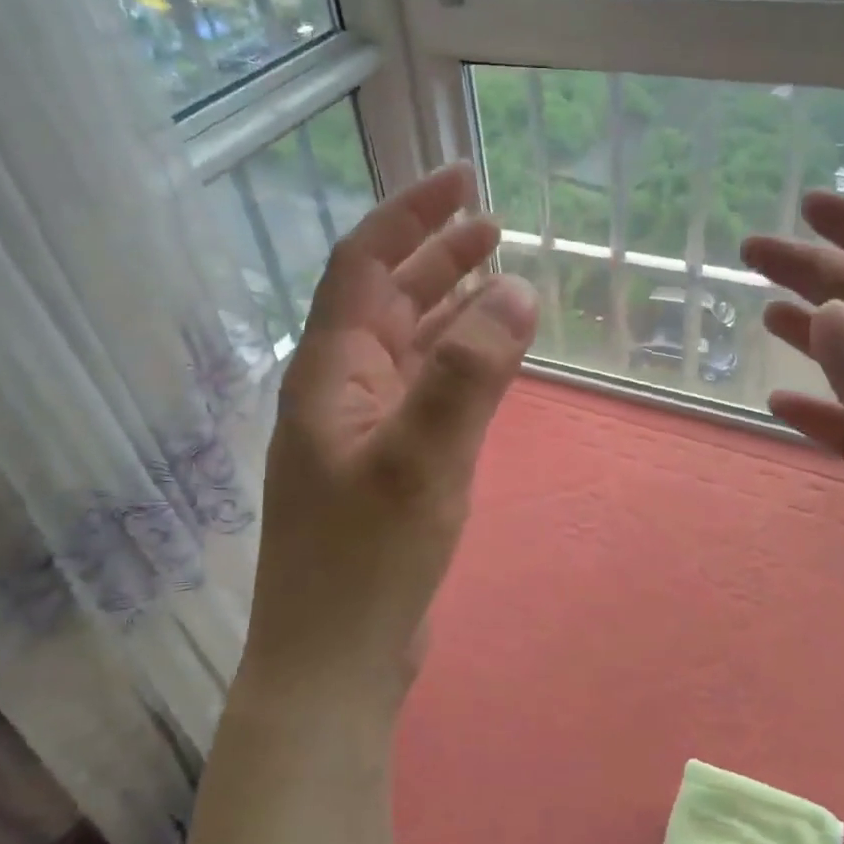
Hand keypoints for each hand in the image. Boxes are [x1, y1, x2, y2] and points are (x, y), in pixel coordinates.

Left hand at [240, 163, 537, 722]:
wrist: (334, 662)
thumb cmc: (366, 561)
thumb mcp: (422, 459)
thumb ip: (468, 373)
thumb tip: (514, 288)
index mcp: (328, 372)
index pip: (364, 265)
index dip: (410, 216)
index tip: (463, 181)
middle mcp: (337, 389)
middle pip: (386, 299)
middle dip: (435, 256)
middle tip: (494, 226)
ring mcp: (359, 430)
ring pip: (406, 346)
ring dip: (447, 307)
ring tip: (498, 277)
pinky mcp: (383, 467)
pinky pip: (421, 392)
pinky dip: (454, 364)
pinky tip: (485, 359)